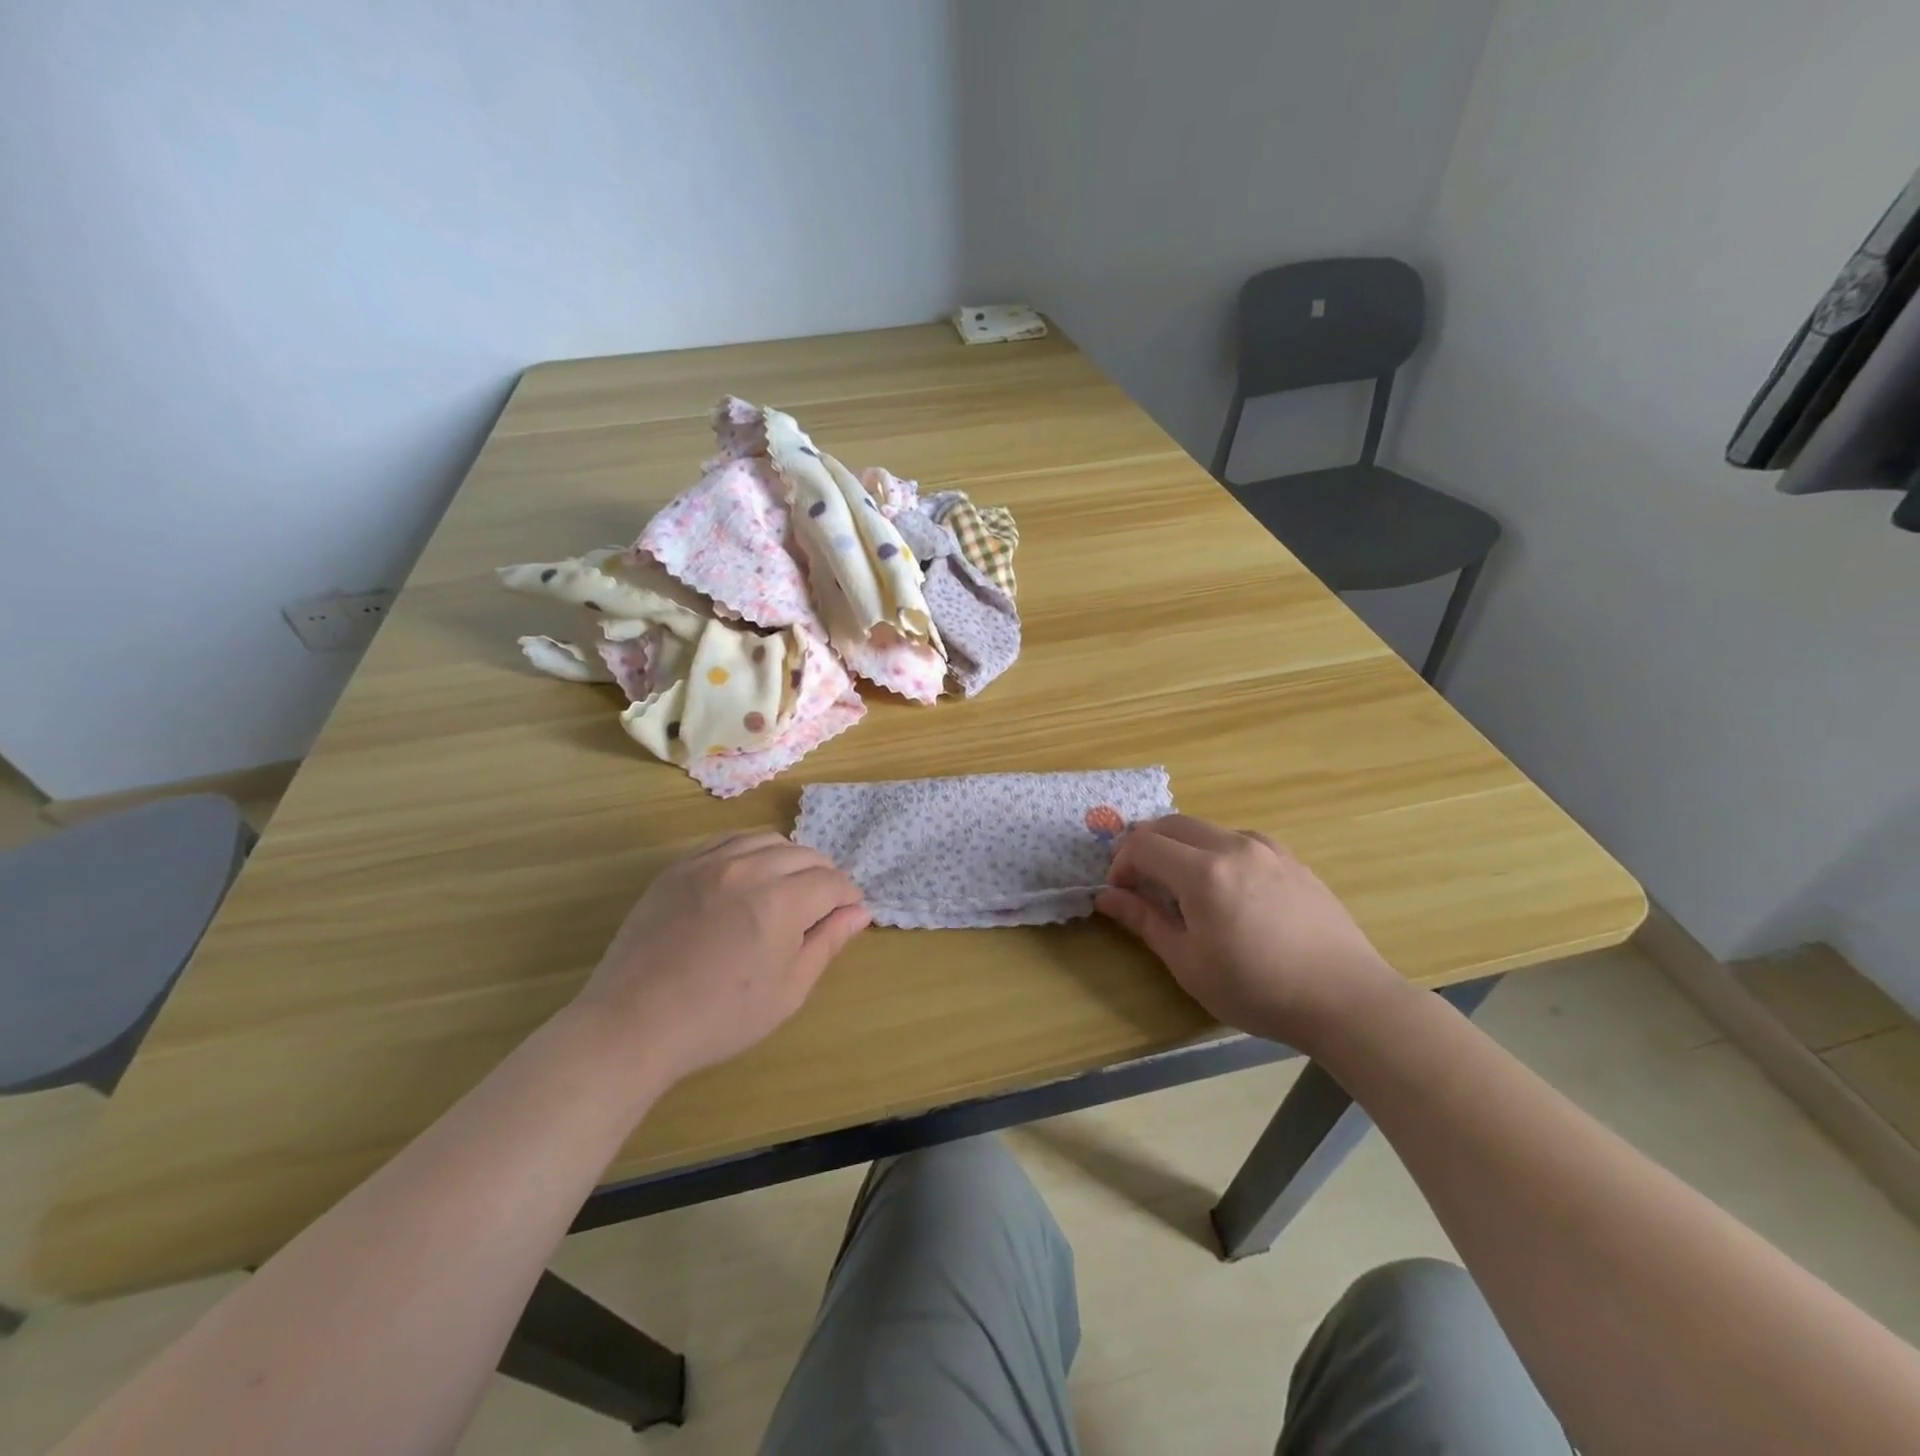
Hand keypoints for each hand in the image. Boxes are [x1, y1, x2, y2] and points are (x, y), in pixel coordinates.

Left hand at [569, 832, 869, 1089]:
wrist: (634, 1024)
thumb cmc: (720, 1018)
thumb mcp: (788, 990)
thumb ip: (827, 942)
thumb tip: (859, 912)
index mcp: (781, 902)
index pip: (832, 882)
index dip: (847, 897)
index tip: (847, 915)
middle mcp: (749, 869)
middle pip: (804, 854)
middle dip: (823, 876)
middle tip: (821, 907)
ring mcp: (709, 863)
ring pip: (767, 840)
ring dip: (788, 859)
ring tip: (786, 888)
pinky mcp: (679, 867)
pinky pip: (727, 841)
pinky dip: (750, 851)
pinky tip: (748, 877)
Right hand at [1096, 815, 1403, 1050]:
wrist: (1346, 999)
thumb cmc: (1258, 989)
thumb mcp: (1189, 963)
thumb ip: (1144, 921)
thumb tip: (1106, 896)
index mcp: (1203, 872)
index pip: (1143, 844)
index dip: (1121, 864)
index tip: (1119, 893)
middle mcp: (1233, 846)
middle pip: (1172, 824)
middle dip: (1145, 845)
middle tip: (1138, 881)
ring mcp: (1267, 849)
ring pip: (1206, 828)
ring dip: (1180, 846)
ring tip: (1180, 885)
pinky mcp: (1291, 859)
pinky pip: (1238, 840)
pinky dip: (1214, 851)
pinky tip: (1225, 886)